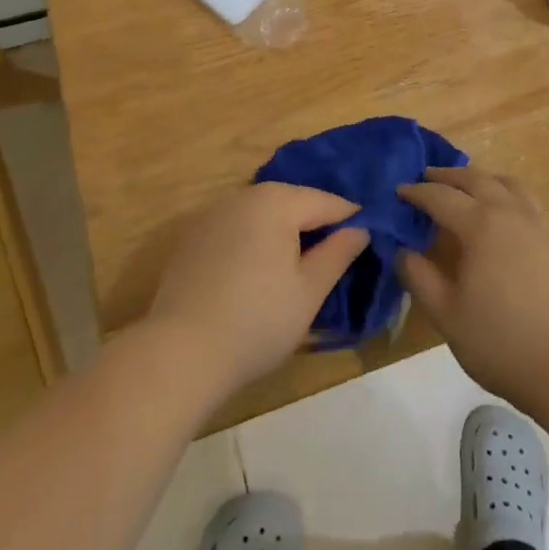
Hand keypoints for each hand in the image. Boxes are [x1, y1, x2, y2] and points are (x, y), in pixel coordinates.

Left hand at [148, 182, 369, 397]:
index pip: (325, 201)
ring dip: (283, 229)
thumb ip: (338, 253)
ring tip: (300, 261)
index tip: (368, 236)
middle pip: (291, 200)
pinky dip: (254, 239)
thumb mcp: (309, 292)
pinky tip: (257, 271)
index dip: (351, 217)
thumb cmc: (256, 322)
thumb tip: (359, 229)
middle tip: (336, 251)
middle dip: (315, 221)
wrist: (179, 353)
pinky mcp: (191, 237)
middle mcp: (242, 196)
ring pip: (262, 212)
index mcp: (275, 202)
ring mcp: (212, 215)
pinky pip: (236, 227)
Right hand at [397, 167, 548, 411]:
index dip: (416, 192)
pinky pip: (529, 203)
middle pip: (475, 179)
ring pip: (508, 184)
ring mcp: (539, 223)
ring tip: (468, 187)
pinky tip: (505, 216)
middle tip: (427, 177)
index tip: (399, 191)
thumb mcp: (446, 313)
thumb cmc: (499, 341)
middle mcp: (510, 212)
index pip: (440, 197)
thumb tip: (401, 250)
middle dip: (447, 176)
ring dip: (482, 179)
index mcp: (480, 224)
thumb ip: (418, 276)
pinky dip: (509, 196)